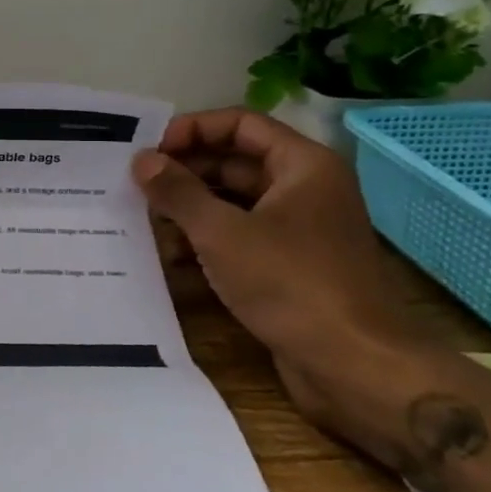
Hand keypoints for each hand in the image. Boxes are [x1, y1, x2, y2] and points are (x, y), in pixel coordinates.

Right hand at [132, 109, 404, 422]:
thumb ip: (178, 192)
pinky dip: (204, 238)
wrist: (356, 367)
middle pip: (234, 161)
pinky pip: (239, 236)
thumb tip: (142, 160)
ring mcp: (298, 229)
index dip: (192, 129)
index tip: (149, 150)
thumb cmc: (291, 284)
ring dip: (188, 207)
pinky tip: (167, 254)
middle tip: (134, 184)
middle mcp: (303, 189)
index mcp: (302, 166)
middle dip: (184, 170)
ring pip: (232, 201)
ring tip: (141, 218)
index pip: (239, 124)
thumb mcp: (222, 232)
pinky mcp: (288, 265)